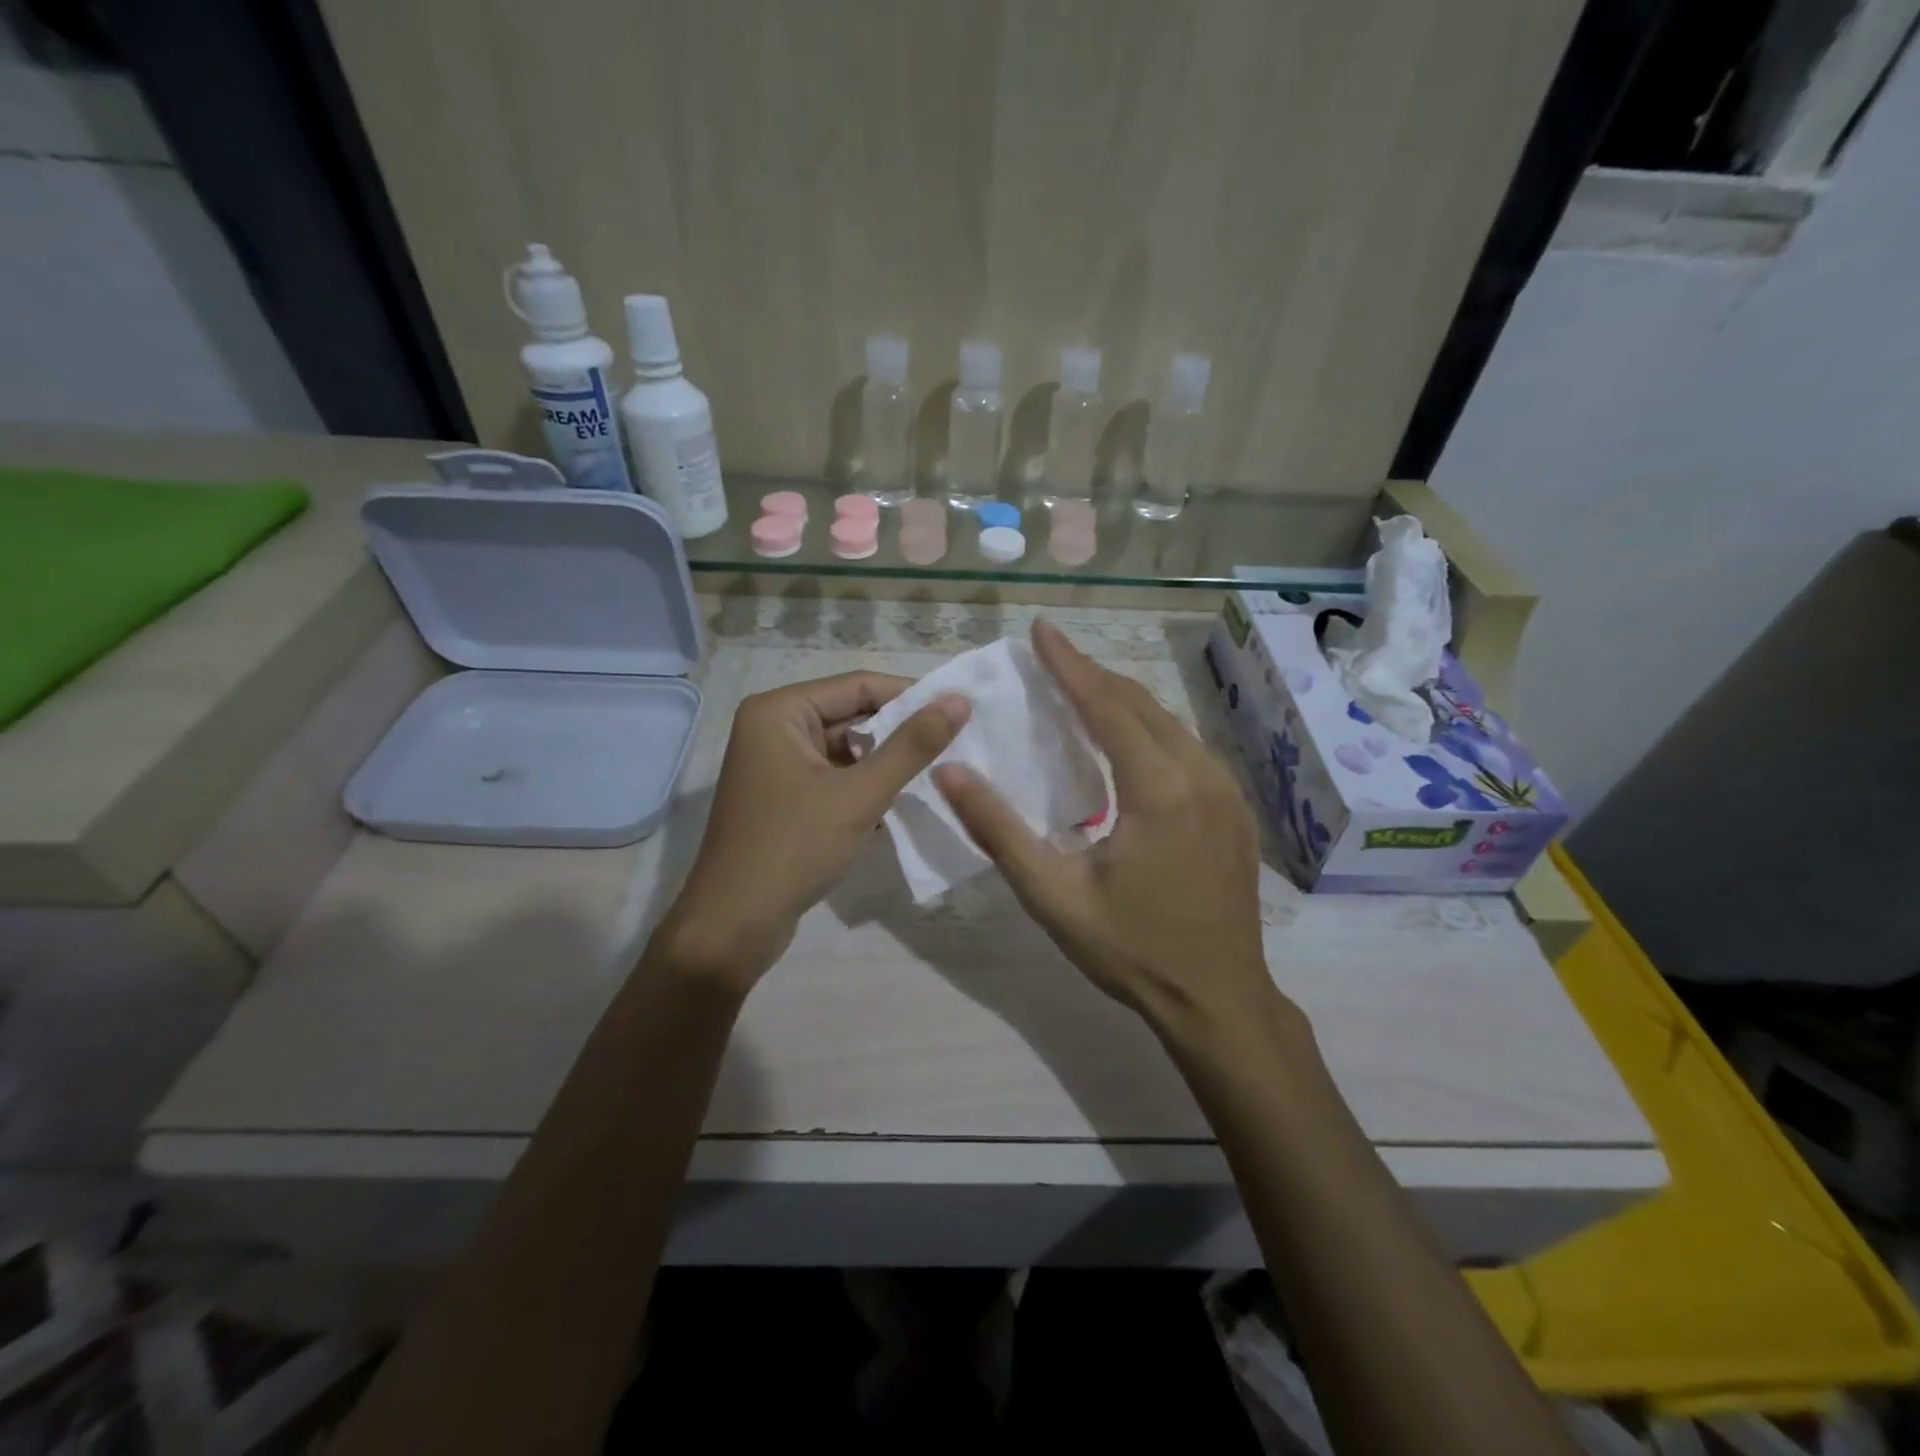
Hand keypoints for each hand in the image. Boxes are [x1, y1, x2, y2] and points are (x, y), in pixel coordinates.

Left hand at [659, 671, 968, 989]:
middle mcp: (772, 727)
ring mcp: (775, 764)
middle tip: (956, 745)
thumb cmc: (794, 848)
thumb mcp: (860, 794)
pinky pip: (834, 776)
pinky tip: (898, 806)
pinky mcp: (783, 797)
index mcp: (779, 711)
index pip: (859, 685)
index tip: (960, 711)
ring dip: (885, 764)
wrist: (734, 925)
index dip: (911, 696)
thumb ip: (912, 745)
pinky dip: (864, 787)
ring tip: (934, 775)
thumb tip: (959, 700)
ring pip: (846, 750)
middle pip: (851, 715)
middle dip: (900, 733)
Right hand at [934, 620, 1284, 1039]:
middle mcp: (1200, 774)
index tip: (1042, 629)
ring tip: (1079, 690)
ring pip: (1169, 722)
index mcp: (1158, 789)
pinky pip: (1188, 747)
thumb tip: (949, 772)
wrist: (1219, 1000)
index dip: (1069, 664)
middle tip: (1051, 657)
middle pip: (1140, 703)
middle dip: (1093, 674)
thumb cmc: (1131, 950)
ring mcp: (1227, 790)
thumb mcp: (1053, 895)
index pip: (1106, 705)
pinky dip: (1150, 728)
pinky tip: (1127, 741)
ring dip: (1122, 700)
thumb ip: (998, 830)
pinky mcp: (1235, 809)